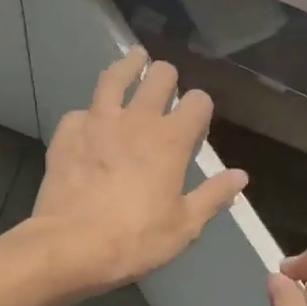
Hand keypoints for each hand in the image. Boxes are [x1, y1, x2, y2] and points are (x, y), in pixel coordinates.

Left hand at [30, 48, 247, 291]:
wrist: (71, 246)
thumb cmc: (135, 239)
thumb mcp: (184, 226)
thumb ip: (213, 196)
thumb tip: (240, 176)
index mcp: (171, 140)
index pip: (198, 101)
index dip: (201, 107)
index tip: (197, 121)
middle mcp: (136, 120)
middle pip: (158, 76)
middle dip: (167, 76)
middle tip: (165, 82)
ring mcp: (97, 122)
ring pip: (113, 77)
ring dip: (127, 65)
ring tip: (133, 59)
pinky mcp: (66, 134)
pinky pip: (79, 112)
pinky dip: (88, 114)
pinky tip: (88, 122)